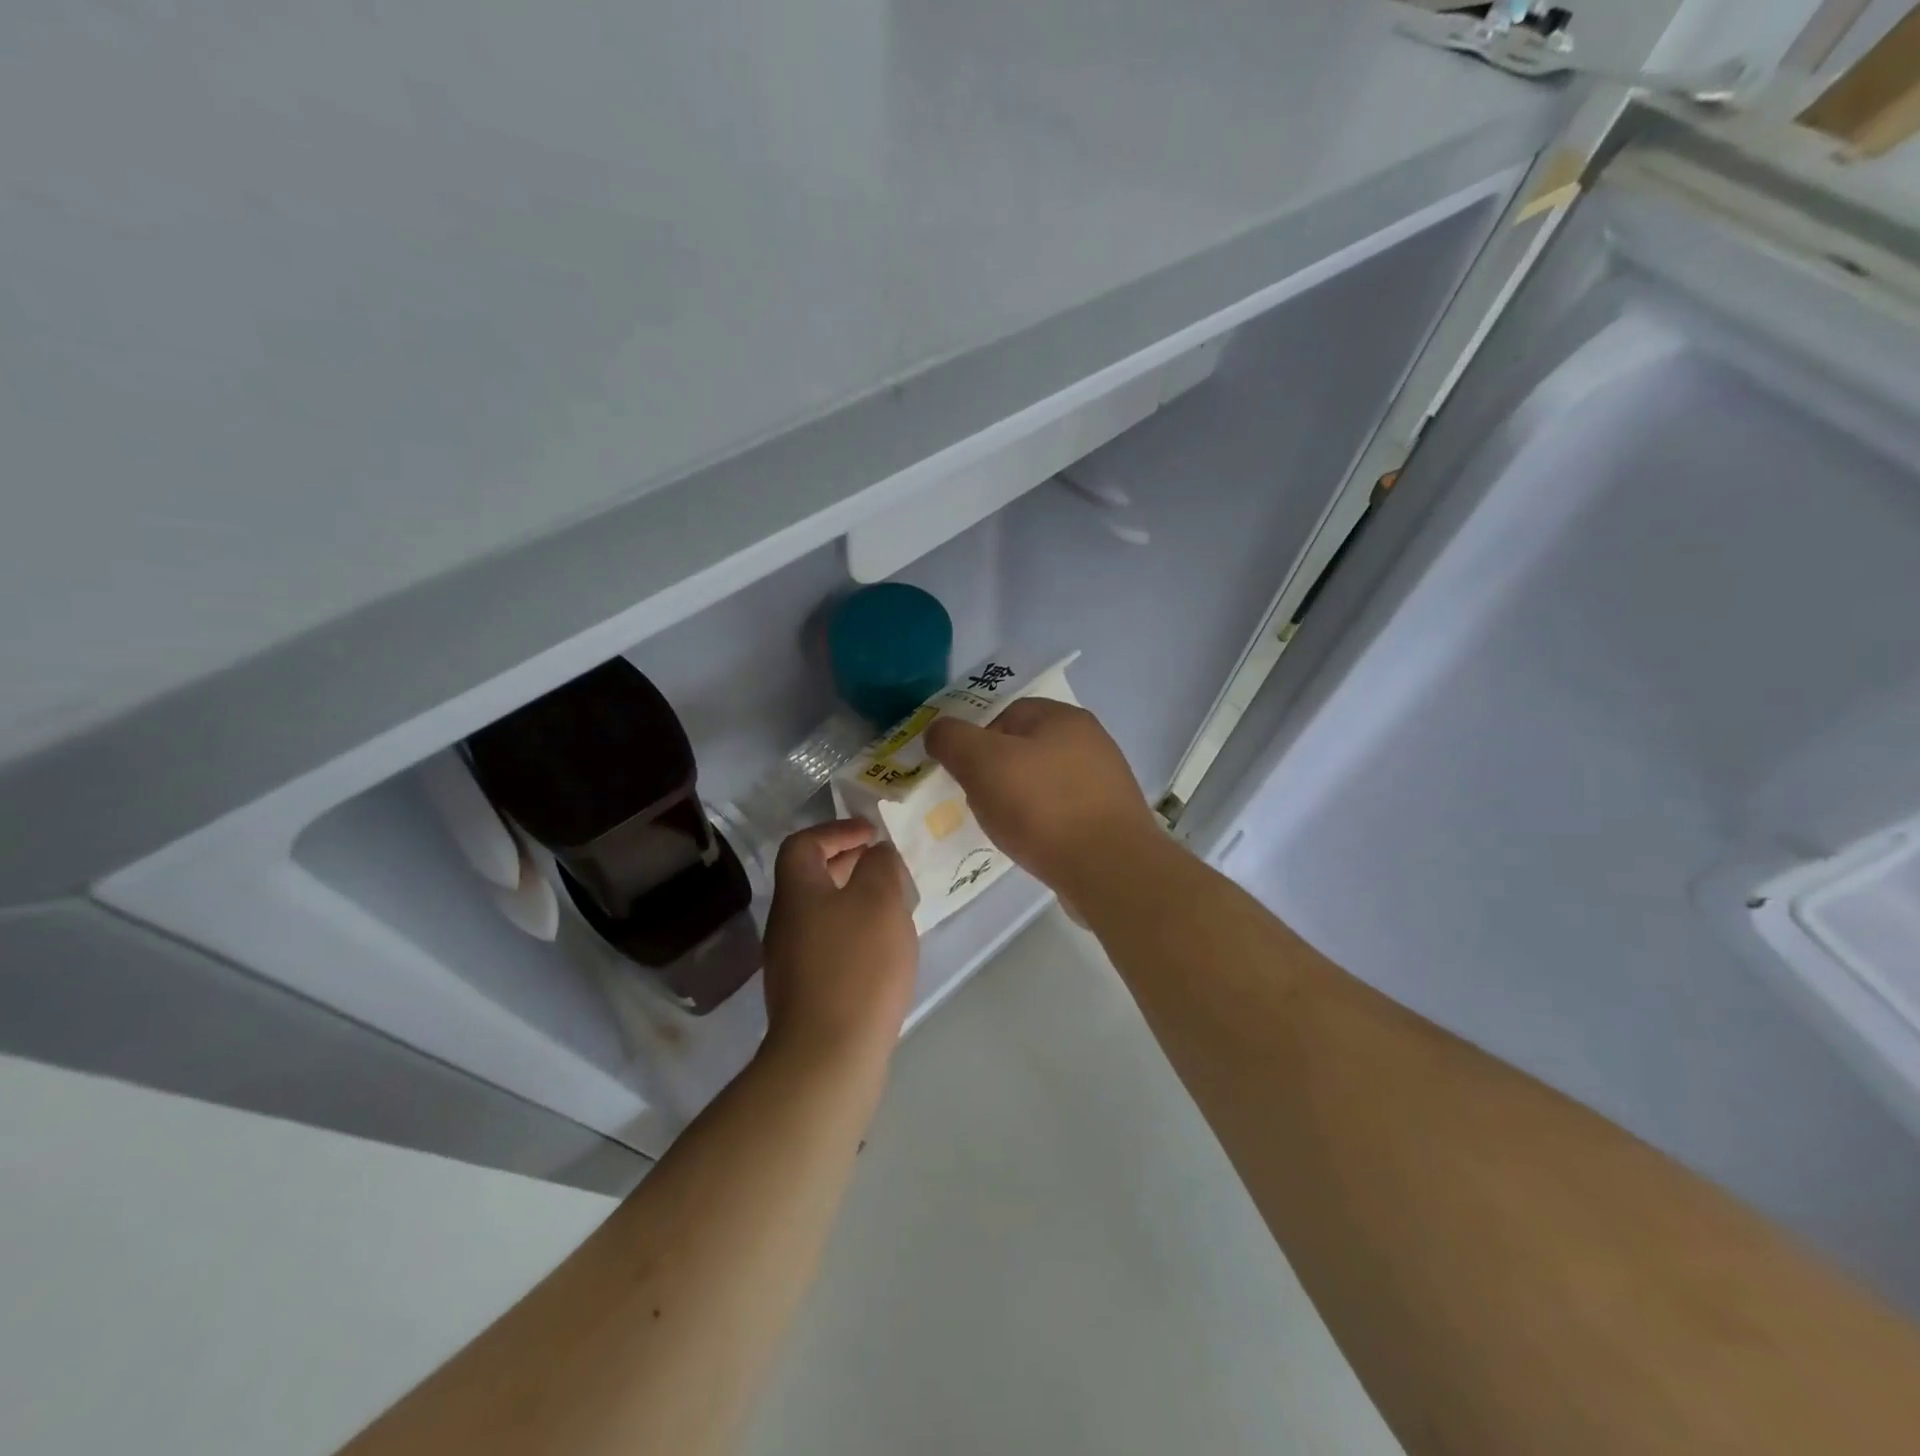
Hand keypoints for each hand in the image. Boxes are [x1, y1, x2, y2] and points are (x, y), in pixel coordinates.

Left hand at [760, 819, 917, 1070]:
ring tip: (891, 907)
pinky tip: (881, 951)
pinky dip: (853, 933)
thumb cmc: (857, 966)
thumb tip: (876, 854)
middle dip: (847, 864)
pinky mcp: (804, 992)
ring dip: (853, 900)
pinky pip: (828, 944)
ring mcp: (790, 961)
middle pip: (810, 878)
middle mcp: (785, 922)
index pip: (803, 843)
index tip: (872, 834)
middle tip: (883, 866)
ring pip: (821, 913)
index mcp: (797, 892)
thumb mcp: (880, 901)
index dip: (837, 831)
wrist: (828, 1055)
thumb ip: (880, 866)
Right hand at [924, 699, 1159, 897]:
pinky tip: (1034, 844)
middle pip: (1025, 749)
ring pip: (1043, 782)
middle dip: (996, 774)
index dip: (977, 740)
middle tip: (980, 802)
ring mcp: (1105, 781)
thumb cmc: (1043, 807)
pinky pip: (1063, 812)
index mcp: (1063, 717)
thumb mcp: (982, 763)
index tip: (964, 774)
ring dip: (1019, 801)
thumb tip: (938, 731)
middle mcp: (1090, 741)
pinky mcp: (1110, 818)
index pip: (1006, 713)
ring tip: (1006, 828)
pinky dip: (1043, 824)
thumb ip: (952, 739)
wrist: (1110, 869)